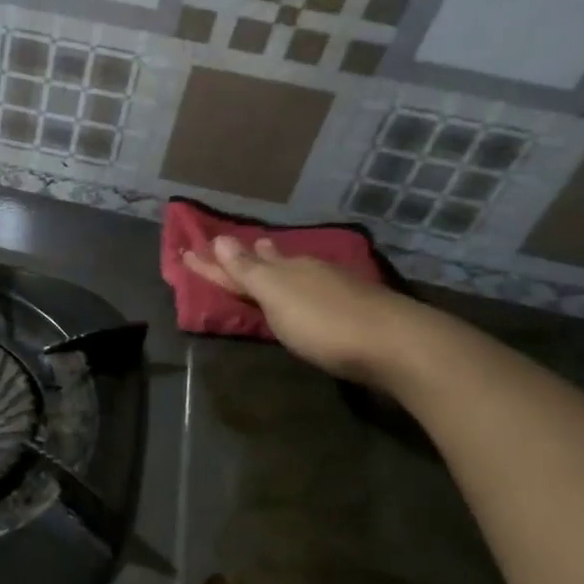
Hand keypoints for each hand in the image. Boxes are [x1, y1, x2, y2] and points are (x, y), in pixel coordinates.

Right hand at [181, 236, 417, 380]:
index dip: (212, 263)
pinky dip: (302, 282)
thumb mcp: (277, 297)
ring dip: (277, 264)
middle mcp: (307, 272)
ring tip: (268, 254)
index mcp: (283, 270)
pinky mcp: (356, 307)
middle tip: (231, 244)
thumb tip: (220, 240)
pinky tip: (311, 285)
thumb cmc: (325, 323)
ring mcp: (335, 287)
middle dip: (249, 255)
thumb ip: (248, 271)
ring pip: (296, 270)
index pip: (238, 264)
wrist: (397, 344)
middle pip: (270, 261)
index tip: (186, 253)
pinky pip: (317, 285)